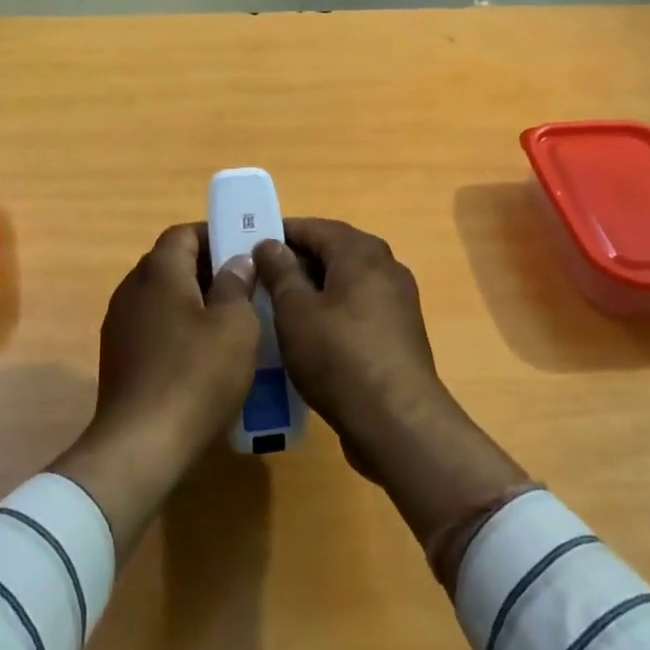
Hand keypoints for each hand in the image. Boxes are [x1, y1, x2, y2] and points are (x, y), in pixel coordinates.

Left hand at [52, 224, 258, 553]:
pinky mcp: (118, 357)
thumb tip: (236, 261)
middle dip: (208, 270)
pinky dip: (178, 331)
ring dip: (194, 303)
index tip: (245, 252)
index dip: (215, 235)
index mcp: (158, 270)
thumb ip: (237, 284)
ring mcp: (120, 324)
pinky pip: (153, 327)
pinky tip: (203, 358)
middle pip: (172, 264)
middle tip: (246, 290)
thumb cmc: (196, 375)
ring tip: (230, 325)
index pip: (183, 233)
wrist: (141, 446)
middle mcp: (132, 288)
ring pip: (162, 297)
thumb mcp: (235, 325)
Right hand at [252, 219, 443, 474]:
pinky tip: (310, 337)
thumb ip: (280, 271)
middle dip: (296, 263)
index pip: (313, 227)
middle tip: (260, 280)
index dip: (279, 234)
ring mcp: (397, 301)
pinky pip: (359, 309)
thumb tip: (269, 244)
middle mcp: (385, 266)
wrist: (396, 422)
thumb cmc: (338, 356)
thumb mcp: (295, 310)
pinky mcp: (400, 333)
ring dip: (314, 290)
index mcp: (361, 251)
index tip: (249, 248)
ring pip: (345, 282)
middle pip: (332, 252)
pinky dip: (333, 313)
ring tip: (278, 309)